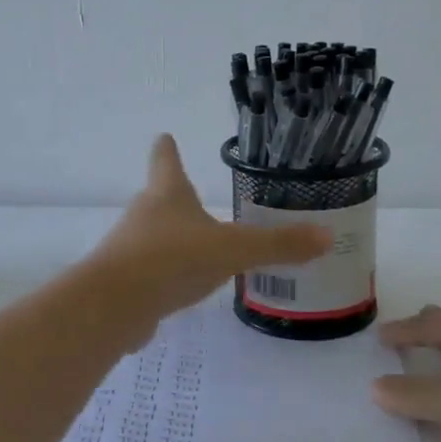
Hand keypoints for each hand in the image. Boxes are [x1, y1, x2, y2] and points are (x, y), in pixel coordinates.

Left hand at [89, 136, 332, 324]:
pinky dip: (163, 278)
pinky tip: (179, 291)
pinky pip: (148, 273)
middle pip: (159, 198)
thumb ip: (277, 245)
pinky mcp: (123, 281)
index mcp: (168, 194)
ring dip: (173, 241)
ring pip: (154, 237)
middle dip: (178, 200)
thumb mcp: (233, 250)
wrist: (114, 304)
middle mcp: (144, 214)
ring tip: (200, 252)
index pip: (166, 159)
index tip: (165, 137)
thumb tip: (326, 236)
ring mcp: (129, 247)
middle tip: (200, 203)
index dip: (168, 148)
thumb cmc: (174, 258)